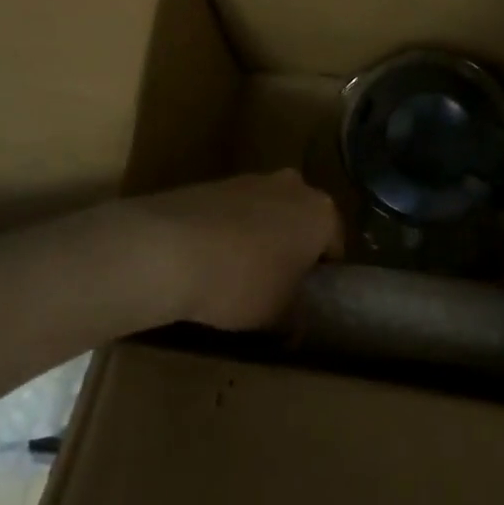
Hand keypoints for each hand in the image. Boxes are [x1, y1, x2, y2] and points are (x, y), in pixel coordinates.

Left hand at [117, 170, 342, 330]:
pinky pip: (234, 212)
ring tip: (236, 275)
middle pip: (301, 222)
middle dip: (292, 248)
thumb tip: (297, 325)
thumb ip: (296, 317)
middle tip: (275, 285)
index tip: (304, 298)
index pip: (334, 246)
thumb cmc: (242, 282)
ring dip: (259, 237)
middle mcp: (293, 186)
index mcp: (322, 212)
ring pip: (267, 213)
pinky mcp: (214, 182)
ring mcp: (252, 179)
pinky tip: (210, 260)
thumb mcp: (278, 315)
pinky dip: (229, 231)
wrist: (169, 249)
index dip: (321, 276)